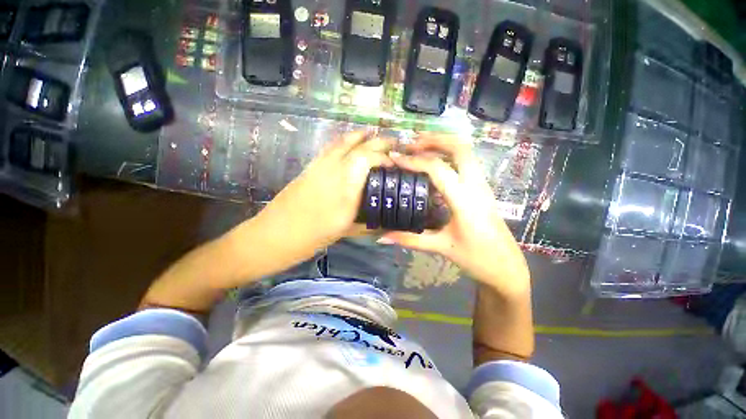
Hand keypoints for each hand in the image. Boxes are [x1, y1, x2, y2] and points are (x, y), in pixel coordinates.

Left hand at [254, 131, 393, 253]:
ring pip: (342, 141)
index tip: (395, 164)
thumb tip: (385, 222)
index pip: (368, 158)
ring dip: (361, 136)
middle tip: (394, 143)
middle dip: (378, 141)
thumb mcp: (346, 232)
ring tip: (375, 135)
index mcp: (345, 186)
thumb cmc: (312, 237)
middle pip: (358, 145)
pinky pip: (330, 147)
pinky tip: (350, 143)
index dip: (385, 157)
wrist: (274, 235)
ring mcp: (319, 165)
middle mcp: (333, 169)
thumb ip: (368, 223)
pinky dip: (344, 141)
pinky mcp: (310, 166)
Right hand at [379, 133, 529, 295]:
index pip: (437, 169)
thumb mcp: (441, 247)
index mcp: (464, 199)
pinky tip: (434, 164)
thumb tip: (382, 237)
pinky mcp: (482, 189)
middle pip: (459, 147)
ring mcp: (482, 185)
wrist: (506, 267)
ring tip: (420, 147)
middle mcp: (476, 186)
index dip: (413, 161)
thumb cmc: (476, 258)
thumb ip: (410, 239)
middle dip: (434, 140)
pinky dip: (449, 155)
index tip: (394, 157)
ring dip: (443, 144)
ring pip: (466, 152)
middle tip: (411, 143)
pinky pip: (466, 162)